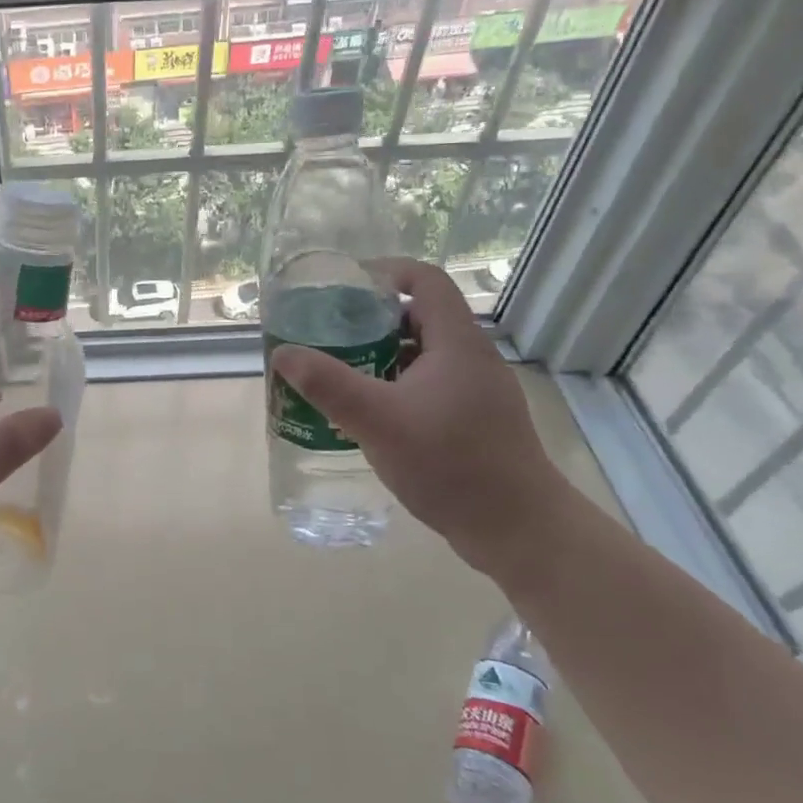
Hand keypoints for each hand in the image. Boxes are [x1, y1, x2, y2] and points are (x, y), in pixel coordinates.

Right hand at [269, 258, 572, 579]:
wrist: (519, 531)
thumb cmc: (451, 464)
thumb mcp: (378, 421)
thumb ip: (328, 384)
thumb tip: (283, 354)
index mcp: (457, 343)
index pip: (425, 280)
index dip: (384, 272)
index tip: (342, 287)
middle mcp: (471, 358)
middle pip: (419, 316)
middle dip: (370, 319)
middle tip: (327, 333)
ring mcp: (475, 392)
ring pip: (422, 354)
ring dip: (380, 355)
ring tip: (338, 372)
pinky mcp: (474, 421)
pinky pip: (428, 386)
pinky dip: (394, 386)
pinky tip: (368, 414)